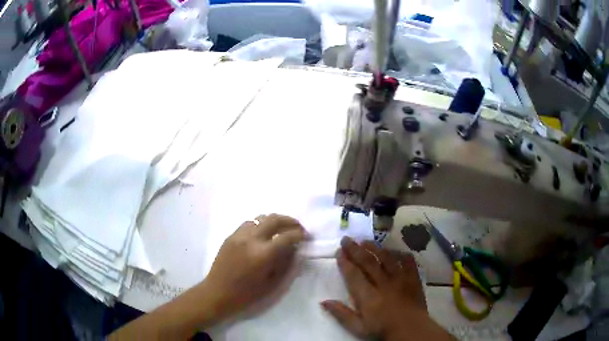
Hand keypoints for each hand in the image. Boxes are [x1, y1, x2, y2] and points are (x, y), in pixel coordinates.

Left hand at [201, 214, 307, 321]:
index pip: (286, 236)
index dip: (299, 234)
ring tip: (281, 228)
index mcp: (263, 254)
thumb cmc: (247, 294)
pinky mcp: (230, 236)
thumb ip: (285, 263)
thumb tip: (293, 248)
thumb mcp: (272, 283)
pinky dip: (260, 224)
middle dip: (289, 221)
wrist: (218, 292)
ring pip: (260, 217)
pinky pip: (249, 223)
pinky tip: (263, 233)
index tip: (306, 236)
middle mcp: (251, 239)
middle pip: (274, 219)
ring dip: (274, 220)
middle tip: (297, 227)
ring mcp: (239, 235)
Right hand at [321, 237, 453, 340]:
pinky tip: (394, 250)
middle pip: (368, 262)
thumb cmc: (382, 329)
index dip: (345, 262)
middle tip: (347, 239)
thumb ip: (341, 314)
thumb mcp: (358, 327)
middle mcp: (383, 283)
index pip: (354, 274)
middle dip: (355, 250)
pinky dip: (400, 254)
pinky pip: (407, 261)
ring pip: (386, 258)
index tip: (339, 252)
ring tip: (365, 241)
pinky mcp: (413, 278)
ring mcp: (400, 278)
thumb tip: (324, 301)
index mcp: (368, 295)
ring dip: (375, 248)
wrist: (411, 329)